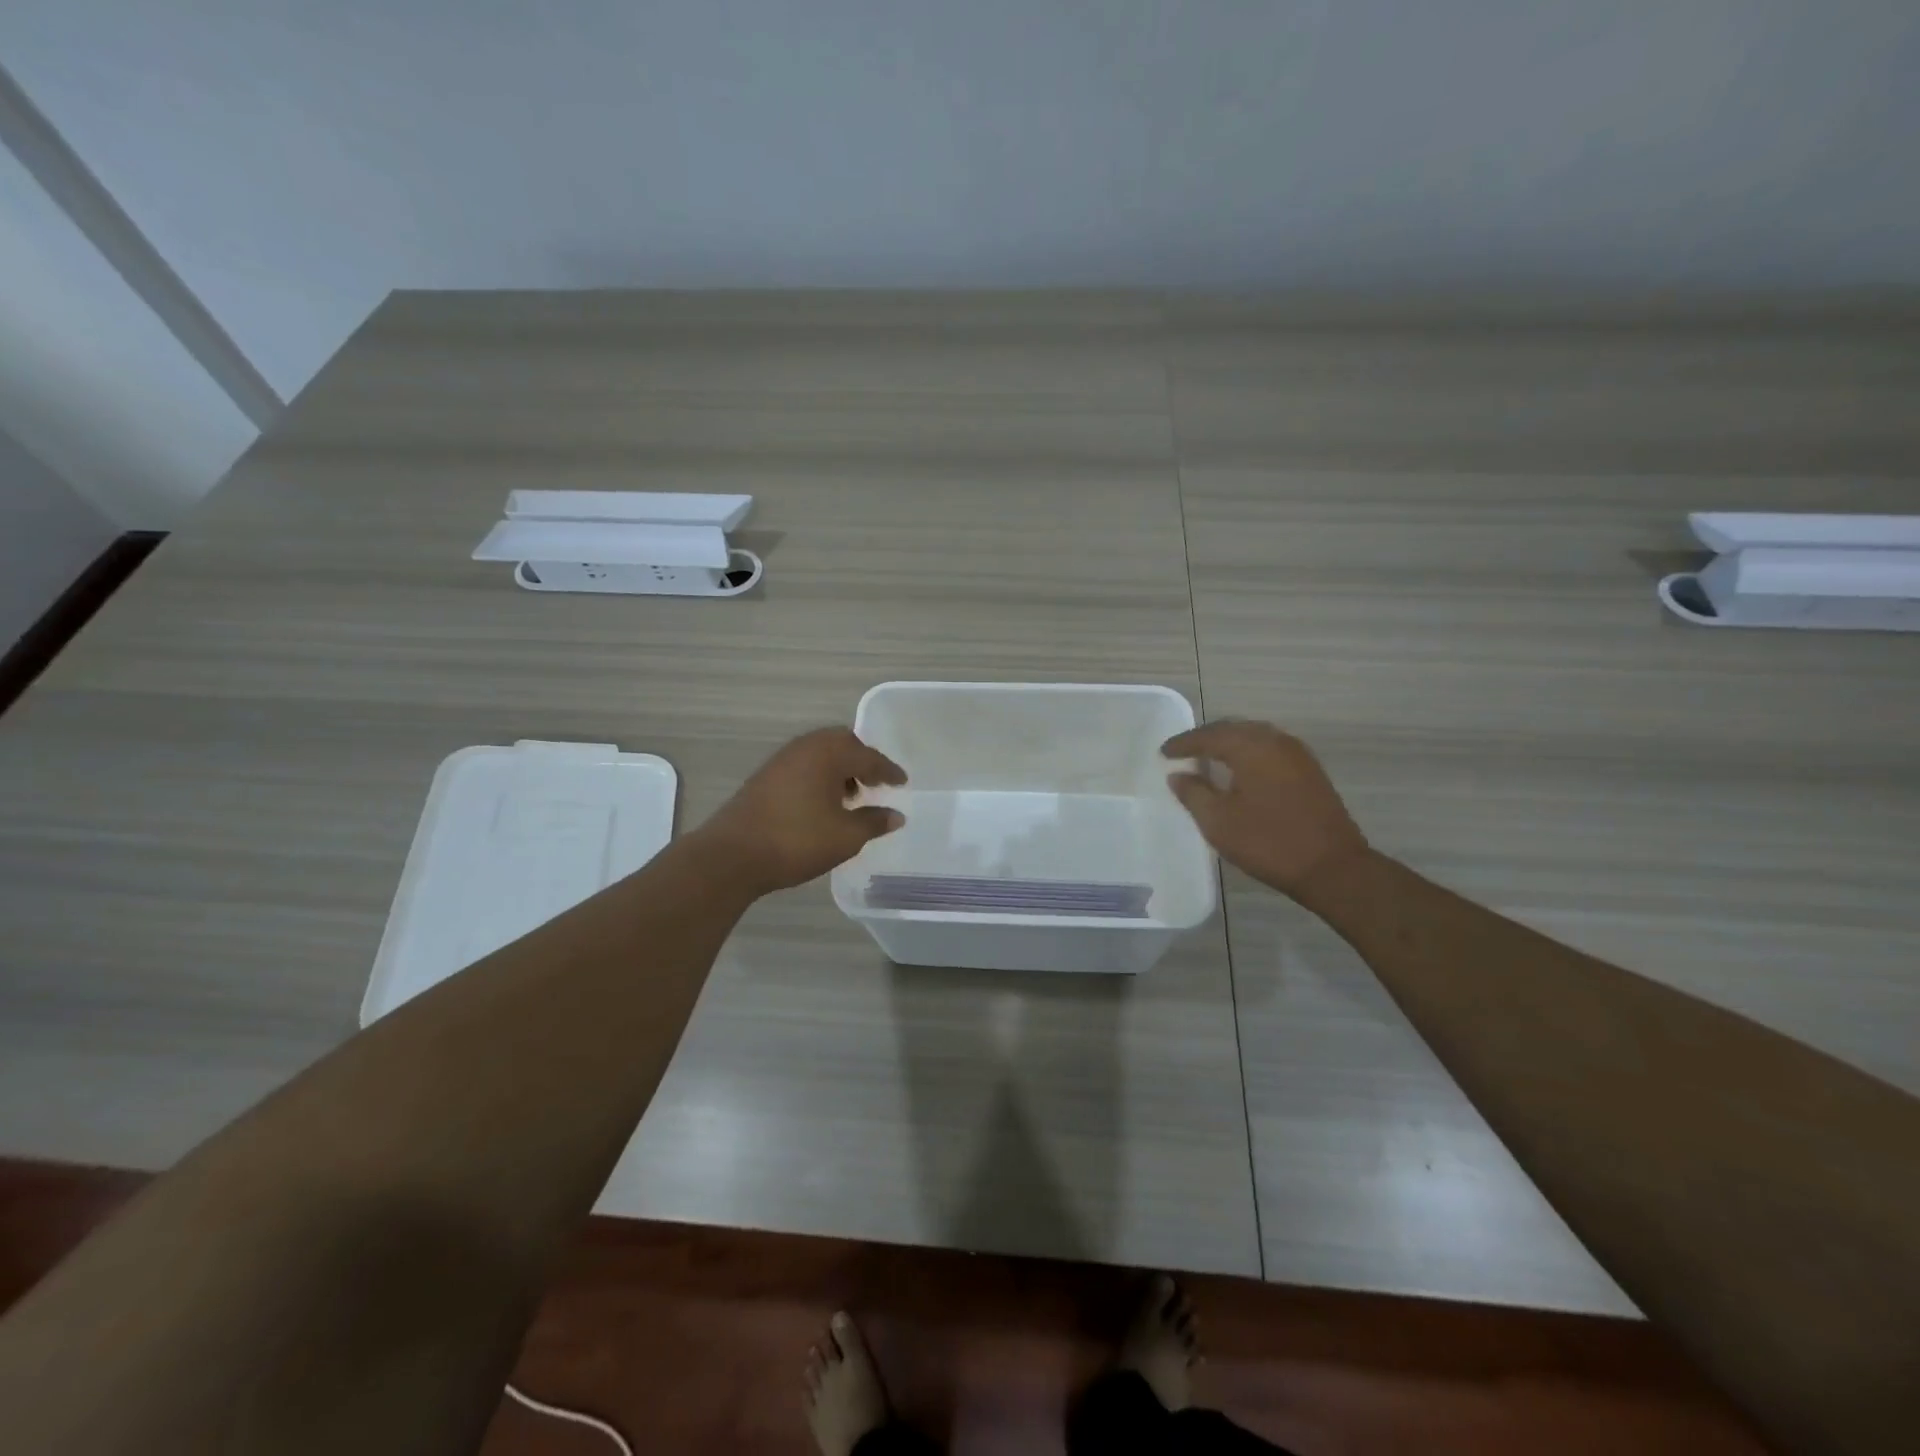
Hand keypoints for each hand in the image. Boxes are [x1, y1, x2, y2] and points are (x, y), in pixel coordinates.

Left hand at [697, 727, 907, 894]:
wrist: (732, 855)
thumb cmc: (797, 840)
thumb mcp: (845, 836)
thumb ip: (874, 822)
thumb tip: (896, 815)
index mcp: (829, 754)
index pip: (868, 756)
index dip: (888, 771)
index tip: (902, 782)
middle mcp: (805, 748)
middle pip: (842, 744)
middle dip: (862, 761)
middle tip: (876, 783)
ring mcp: (781, 760)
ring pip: (820, 754)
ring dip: (839, 769)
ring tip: (851, 797)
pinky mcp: (765, 777)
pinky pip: (803, 766)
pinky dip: (819, 777)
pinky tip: (822, 804)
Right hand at [1162, 720, 1369, 902]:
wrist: (1332, 867)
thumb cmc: (1268, 842)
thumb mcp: (1219, 821)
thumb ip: (1193, 793)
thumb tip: (1178, 775)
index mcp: (1252, 748)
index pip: (1209, 736)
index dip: (1184, 744)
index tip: (1163, 753)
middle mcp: (1276, 741)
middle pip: (1234, 729)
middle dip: (1206, 738)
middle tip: (1183, 751)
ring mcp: (1298, 755)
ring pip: (1255, 737)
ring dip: (1229, 744)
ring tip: (1208, 758)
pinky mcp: (1310, 771)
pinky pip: (1270, 749)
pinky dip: (1249, 753)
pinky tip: (1240, 770)